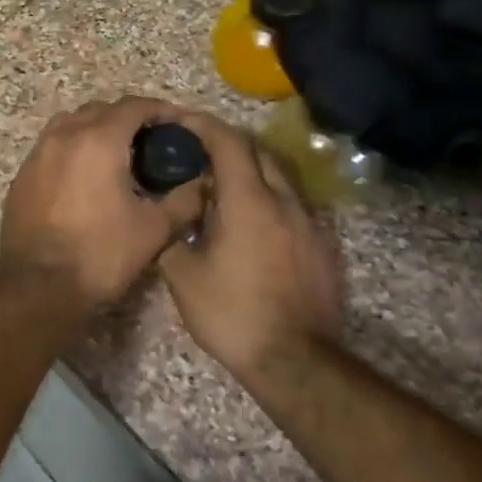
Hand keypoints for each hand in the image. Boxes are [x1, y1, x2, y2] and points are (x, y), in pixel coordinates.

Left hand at [0, 96, 206, 308]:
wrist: (37, 286)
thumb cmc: (100, 254)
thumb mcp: (154, 230)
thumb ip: (184, 200)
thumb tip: (201, 183)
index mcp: (99, 139)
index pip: (134, 106)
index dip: (160, 110)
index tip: (178, 123)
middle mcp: (64, 136)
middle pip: (100, 110)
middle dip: (127, 118)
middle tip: (150, 142)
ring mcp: (37, 154)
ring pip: (70, 125)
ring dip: (96, 130)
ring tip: (116, 156)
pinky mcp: (21, 176)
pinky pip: (51, 148)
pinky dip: (72, 151)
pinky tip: (84, 178)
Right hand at [159, 114, 344, 383]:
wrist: (296, 359)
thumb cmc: (233, 313)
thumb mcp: (184, 277)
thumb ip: (169, 235)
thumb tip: (162, 214)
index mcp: (248, 200)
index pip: (228, 142)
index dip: (203, 124)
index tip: (179, 121)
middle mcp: (283, 200)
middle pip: (256, 151)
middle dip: (225, 143)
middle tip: (194, 152)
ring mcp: (307, 222)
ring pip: (277, 176)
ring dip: (247, 169)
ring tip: (217, 185)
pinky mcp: (319, 244)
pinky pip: (289, 203)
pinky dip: (265, 196)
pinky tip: (247, 221)